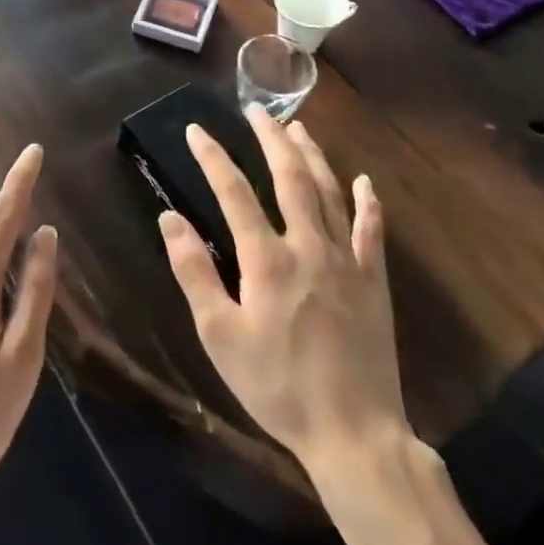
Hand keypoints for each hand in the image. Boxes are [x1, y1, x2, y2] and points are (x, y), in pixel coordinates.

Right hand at [158, 108, 405, 467]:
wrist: (354, 434)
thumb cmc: (277, 386)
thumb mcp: (220, 335)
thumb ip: (194, 272)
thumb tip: (169, 219)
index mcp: (266, 259)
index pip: (233, 191)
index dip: (212, 157)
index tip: (196, 131)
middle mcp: (309, 246)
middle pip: (290, 177)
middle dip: (270, 138)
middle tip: (256, 110)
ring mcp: (347, 260)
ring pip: (330, 193)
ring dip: (312, 156)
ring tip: (298, 128)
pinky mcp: (374, 281)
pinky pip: (372, 231)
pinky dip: (367, 202)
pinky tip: (364, 182)